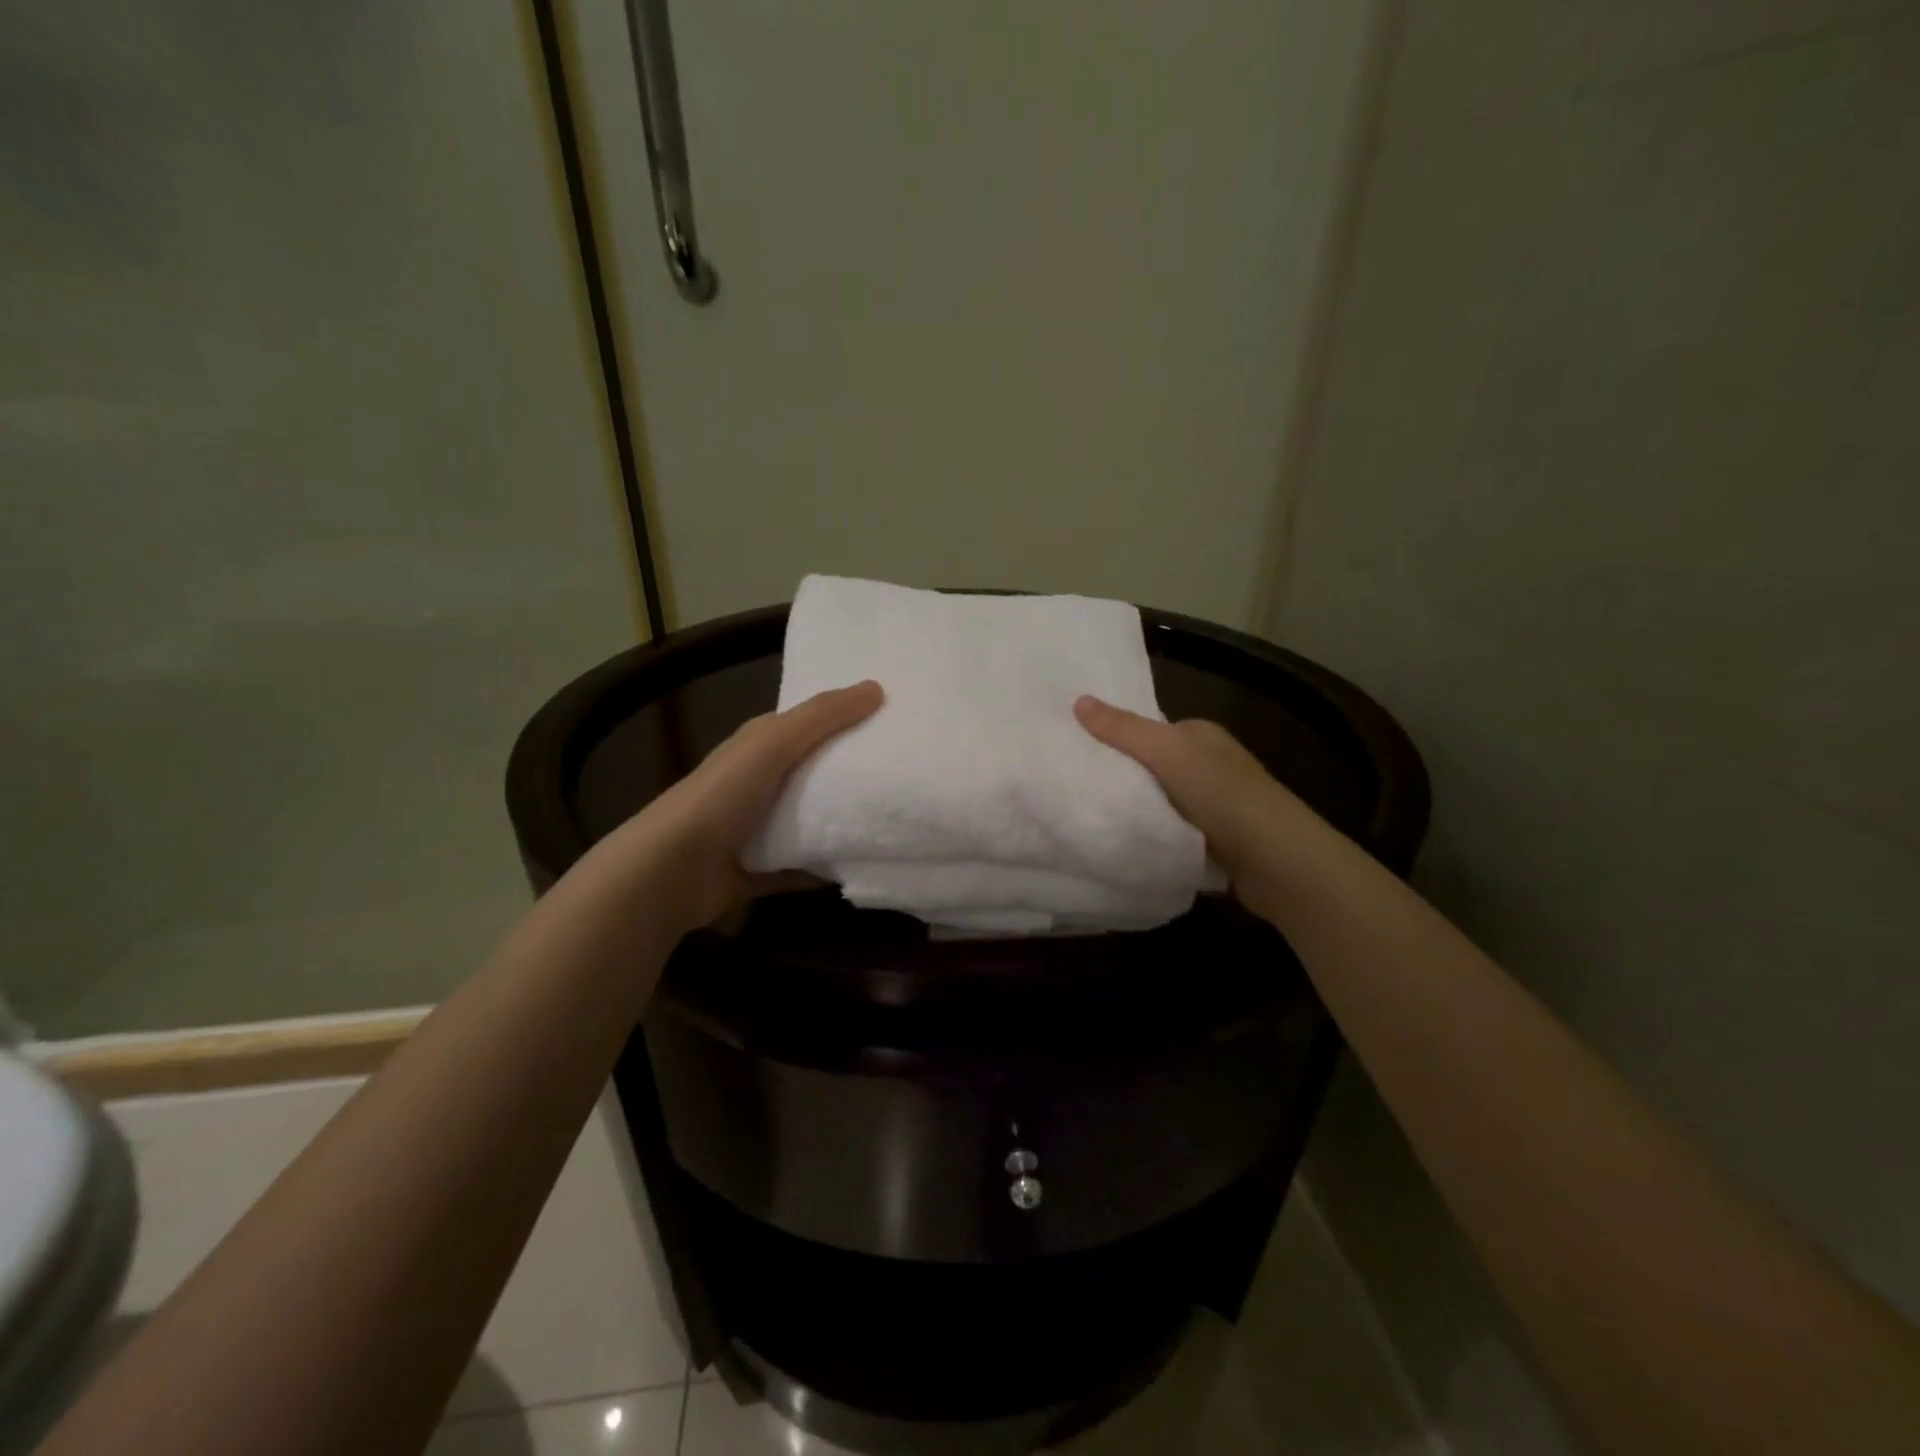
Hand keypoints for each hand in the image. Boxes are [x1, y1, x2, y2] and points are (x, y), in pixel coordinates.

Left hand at [634, 681, 883, 929]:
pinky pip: (804, 865)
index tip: (892, 722)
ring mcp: (757, 829)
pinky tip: (865, 864)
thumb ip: (822, 716)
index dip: (846, 720)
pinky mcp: (761, 870)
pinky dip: (828, 866)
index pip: (809, 725)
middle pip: (814, 774)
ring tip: (895, 819)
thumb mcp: (774, 743)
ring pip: (811, 821)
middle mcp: (758, 784)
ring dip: (843, 822)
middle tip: (905, 773)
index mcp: (759, 747)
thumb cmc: (723, 796)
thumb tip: (876, 687)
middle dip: (853, 773)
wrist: (671, 870)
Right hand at [1074, 695, 1326, 922]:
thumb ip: (1124, 729)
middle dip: (1124, 776)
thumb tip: (1079, 700)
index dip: (1115, 738)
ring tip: (1094, 816)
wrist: (1278, 861)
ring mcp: (1217, 805)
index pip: (1149, 730)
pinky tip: (1130, 842)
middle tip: (1078, 787)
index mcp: (1202, 735)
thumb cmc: (1223, 795)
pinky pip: (1173, 831)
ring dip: (1139, 810)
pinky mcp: (1217, 841)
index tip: (1077, 752)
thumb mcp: (1167, 752)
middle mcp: (1211, 765)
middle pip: (1153, 767)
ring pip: (1162, 801)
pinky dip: (1155, 836)